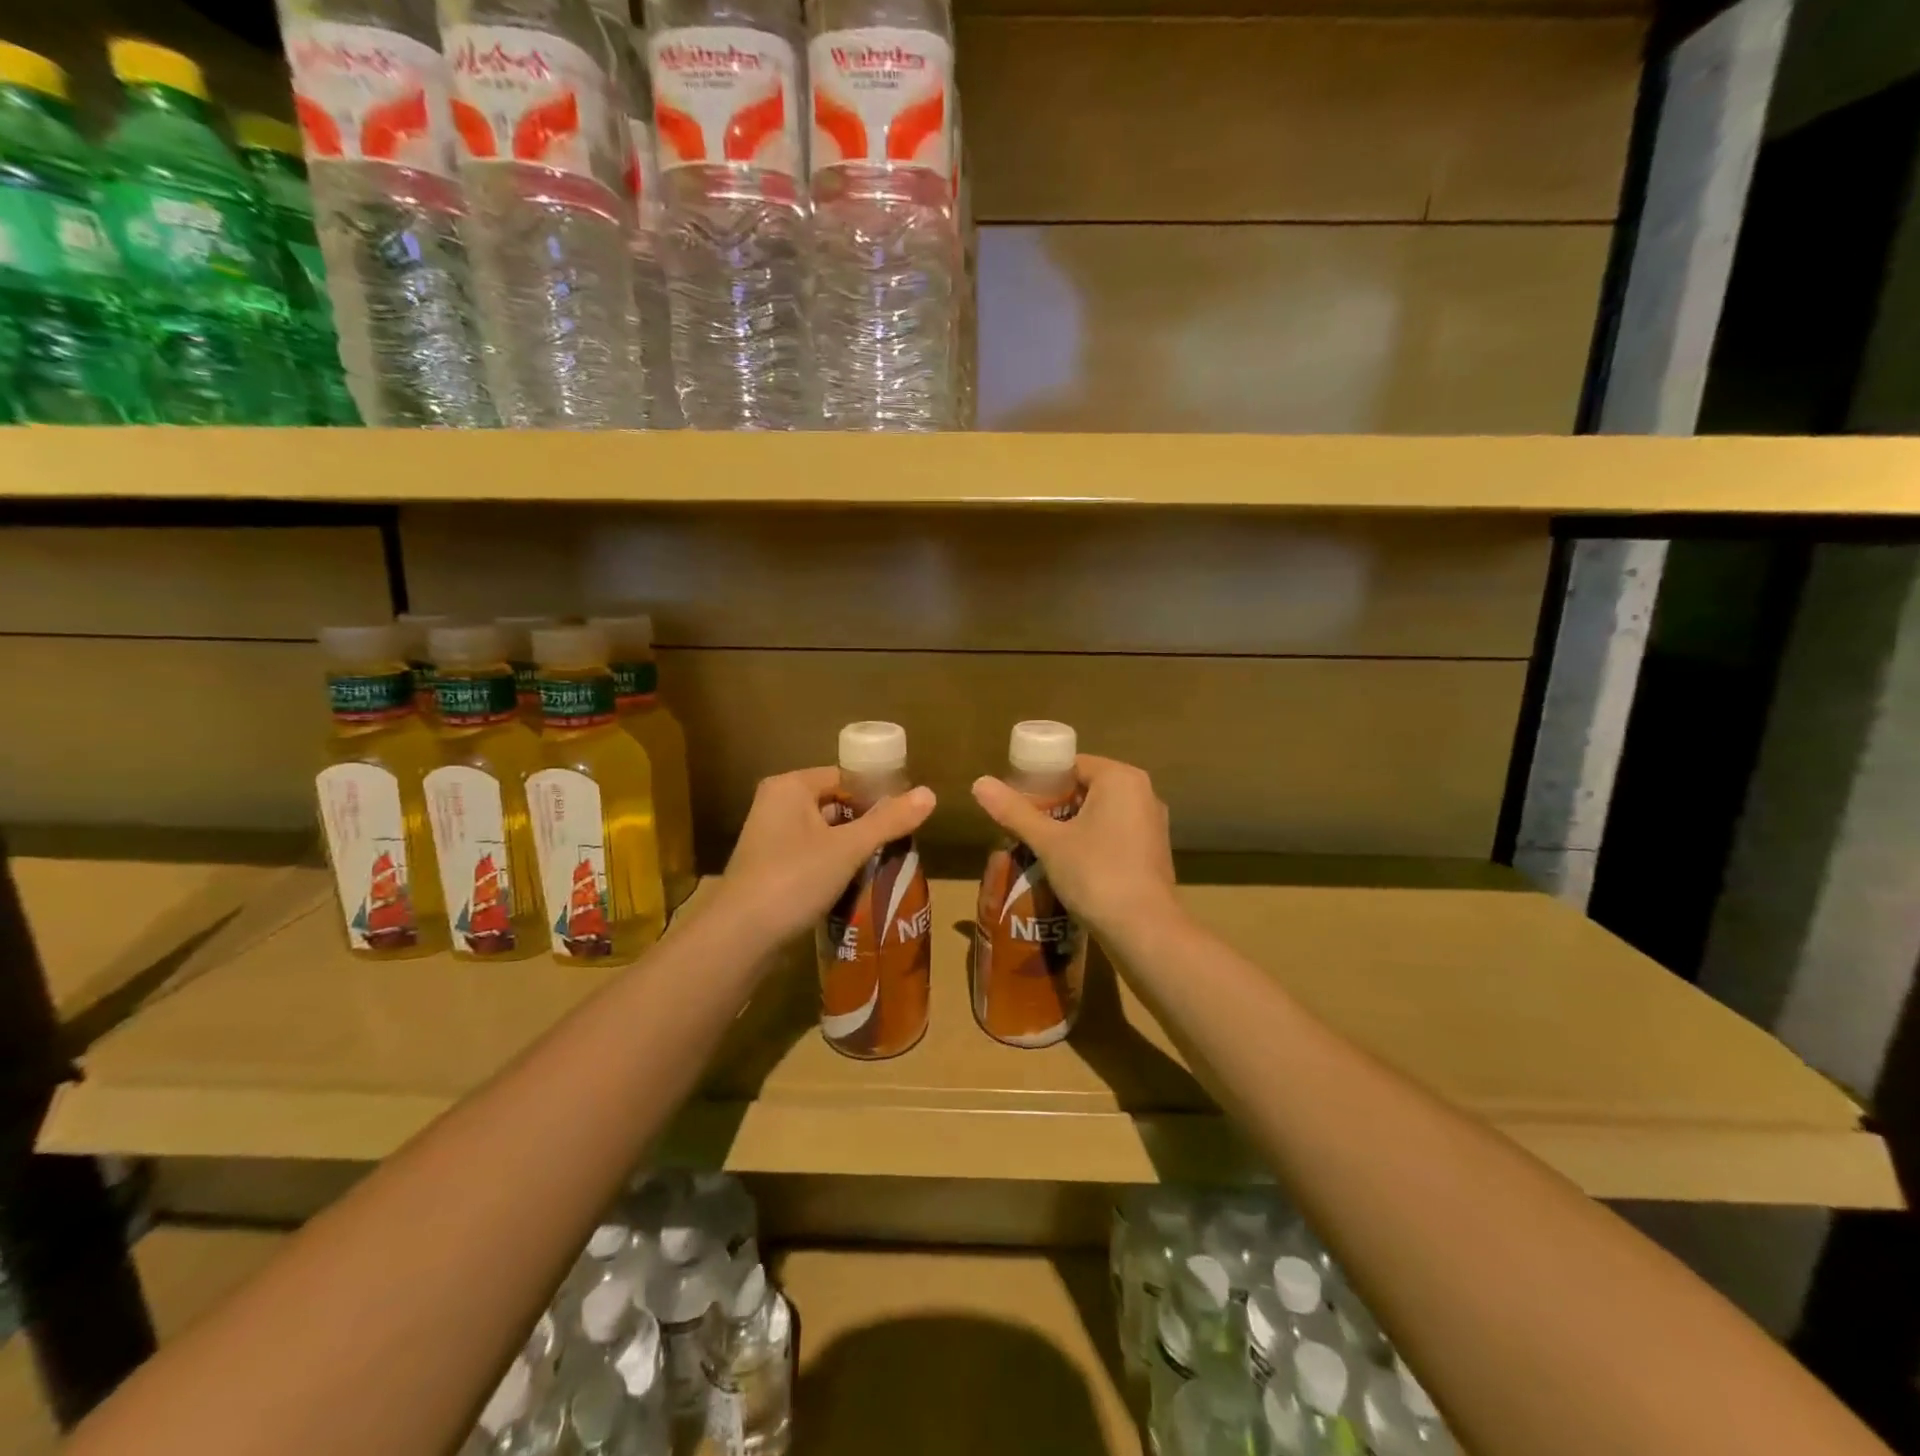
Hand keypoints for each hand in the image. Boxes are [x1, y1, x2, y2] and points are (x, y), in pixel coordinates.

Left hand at [715, 767, 936, 946]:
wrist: (741, 936)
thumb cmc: (794, 878)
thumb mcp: (848, 848)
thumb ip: (889, 821)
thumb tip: (930, 794)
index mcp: (790, 787)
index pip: (844, 777)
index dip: (876, 793)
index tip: (905, 815)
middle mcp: (776, 805)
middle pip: (834, 805)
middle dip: (866, 824)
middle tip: (900, 842)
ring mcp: (770, 839)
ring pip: (825, 834)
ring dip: (852, 848)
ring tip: (886, 863)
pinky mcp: (769, 869)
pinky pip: (812, 857)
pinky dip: (834, 866)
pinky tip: (858, 884)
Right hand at [971, 755, 1178, 938]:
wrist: (1144, 931)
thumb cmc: (1096, 874)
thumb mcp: (1048, 842)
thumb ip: (1015, 811)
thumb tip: (978, 782)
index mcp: (1120, 778)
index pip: (1072, 764)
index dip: (1041, 781)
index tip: (1017, 802)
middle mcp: (1143, 793)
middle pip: (1087, 787)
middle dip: (1054, 805)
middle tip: (1024, 825)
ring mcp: (1152, 824)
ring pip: (1101, 813)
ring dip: (1072, 826)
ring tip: (1040, 845)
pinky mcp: (1154, 852)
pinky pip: (1115, 834)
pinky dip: (1092, 842)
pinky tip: (1069, 865)